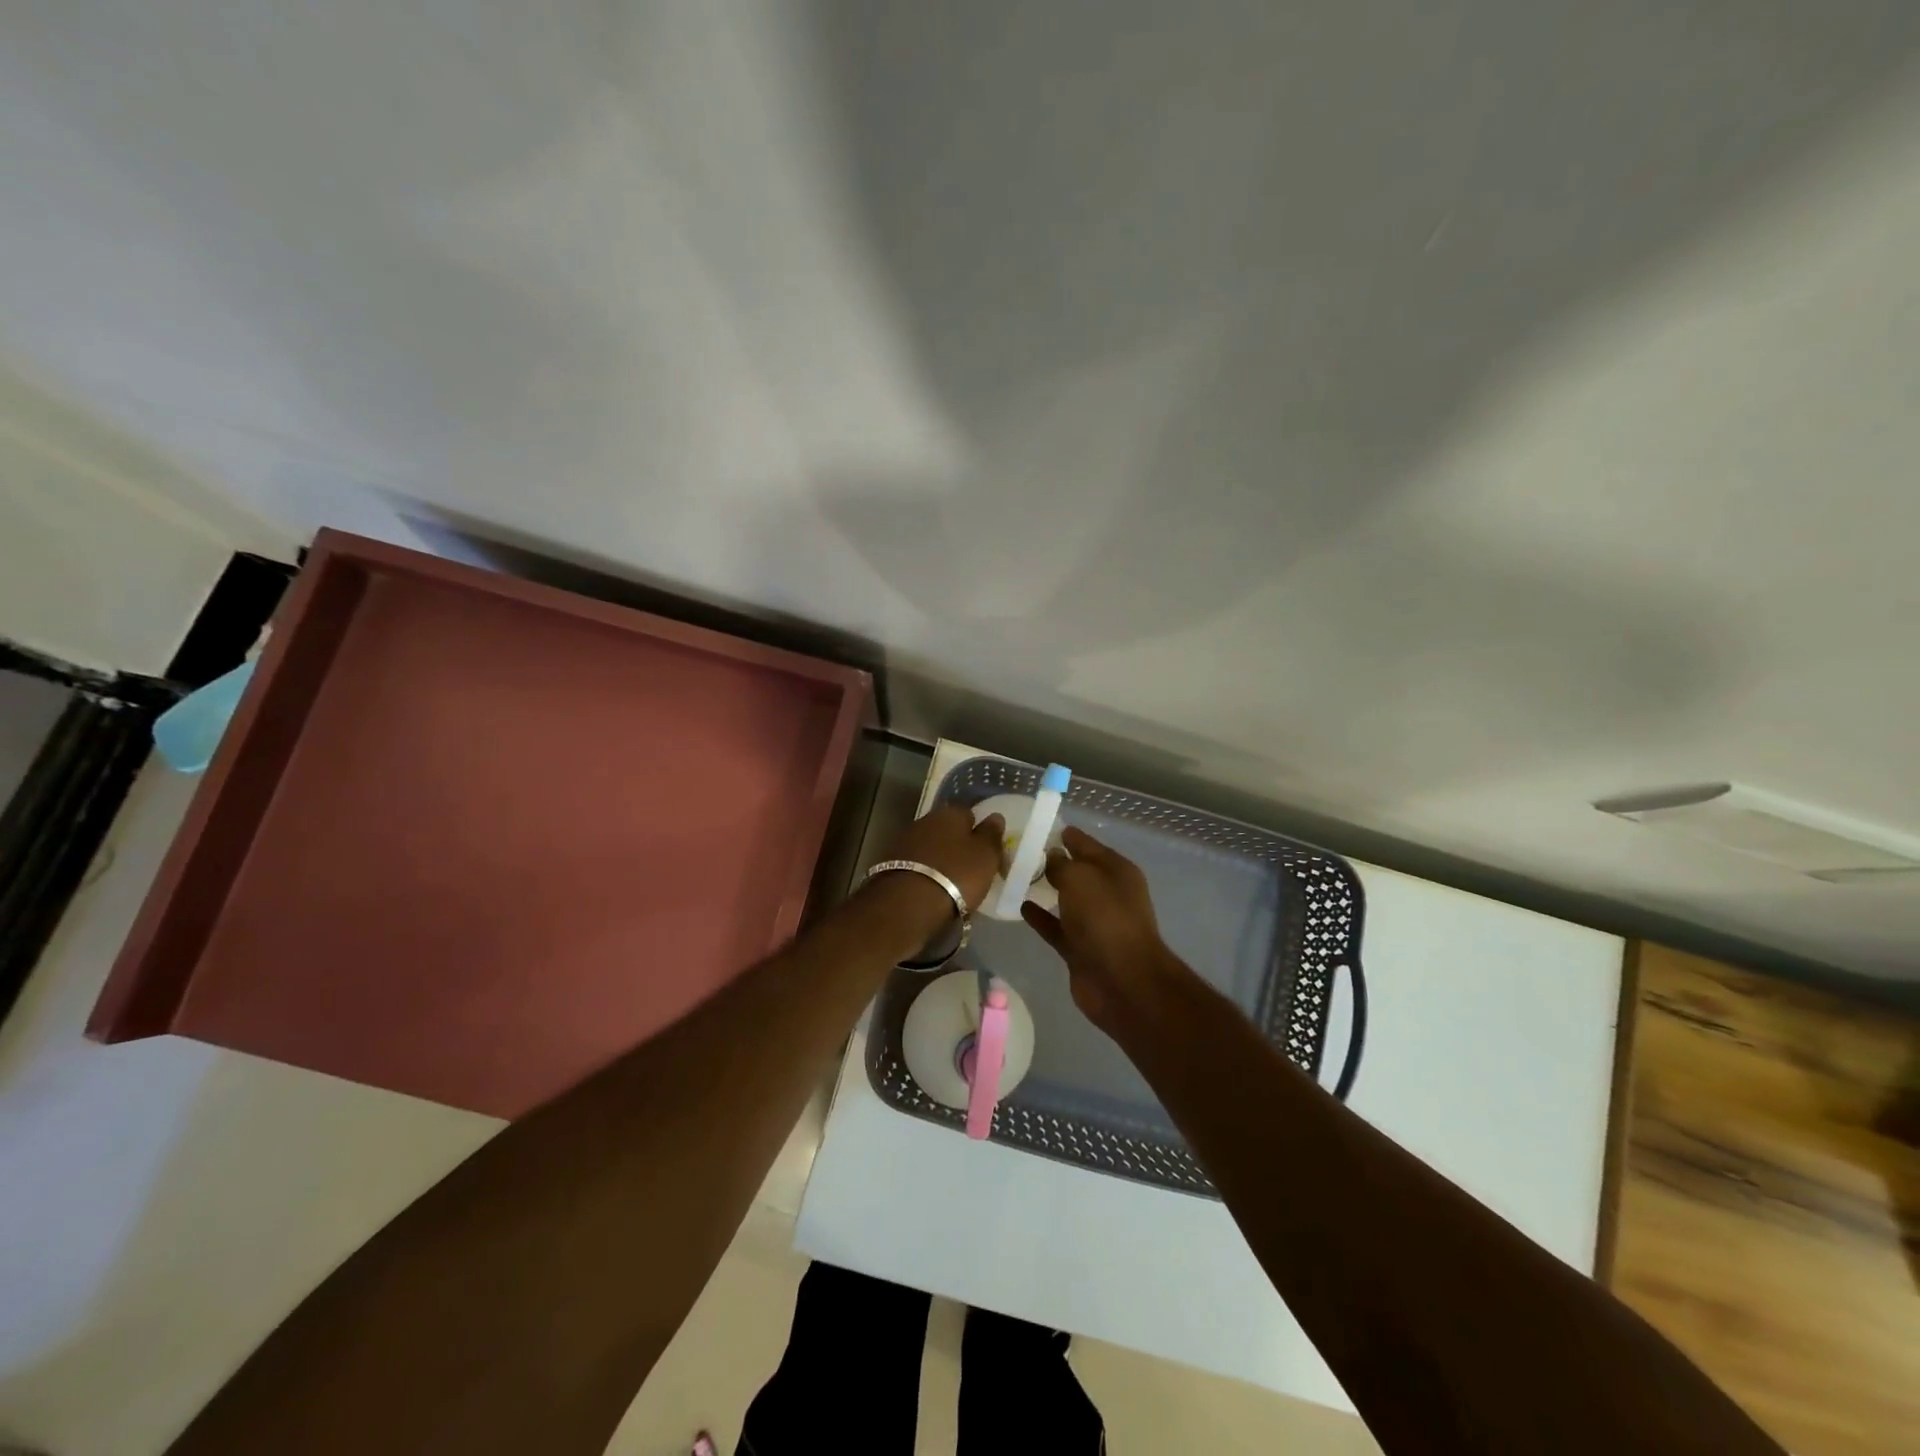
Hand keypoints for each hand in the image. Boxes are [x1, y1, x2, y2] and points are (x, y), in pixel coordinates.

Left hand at [880, 804, 1006, 912]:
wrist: (908, 902)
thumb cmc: (956, 875)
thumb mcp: (985, 856)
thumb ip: (991, 835)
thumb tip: (995, 816)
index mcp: (950, 813)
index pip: (969, 813)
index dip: (978, 830)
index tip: (984, 850)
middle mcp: (925, 820)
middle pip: (946, 829)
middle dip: (956, 843)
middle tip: (968, 866)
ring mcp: (904, 841)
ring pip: (929, 845)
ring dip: (938, 858)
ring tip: (949, 881)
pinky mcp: (889, 863)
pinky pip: (915, 863)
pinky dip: (924, 871)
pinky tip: (930, 887)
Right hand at [1022, 827, 1188, 1034]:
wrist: (1122, 981)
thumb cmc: (1105, 918)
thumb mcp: (1080, 879)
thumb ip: (1062, 864)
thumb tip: (1053, 856)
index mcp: (1116, 870)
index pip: (1087, 844)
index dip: (1066, 835)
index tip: (1038, 827)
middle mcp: (1108, 893)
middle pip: (1077, 871)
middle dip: (1054, 861)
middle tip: (1019, 851)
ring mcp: (1095, 923)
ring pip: (1066, 899)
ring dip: (1046, 889)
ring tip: (1016, 876)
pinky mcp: (1080, 948)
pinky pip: (1056, 926)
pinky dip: (1041, 917)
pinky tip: (1020, 906)